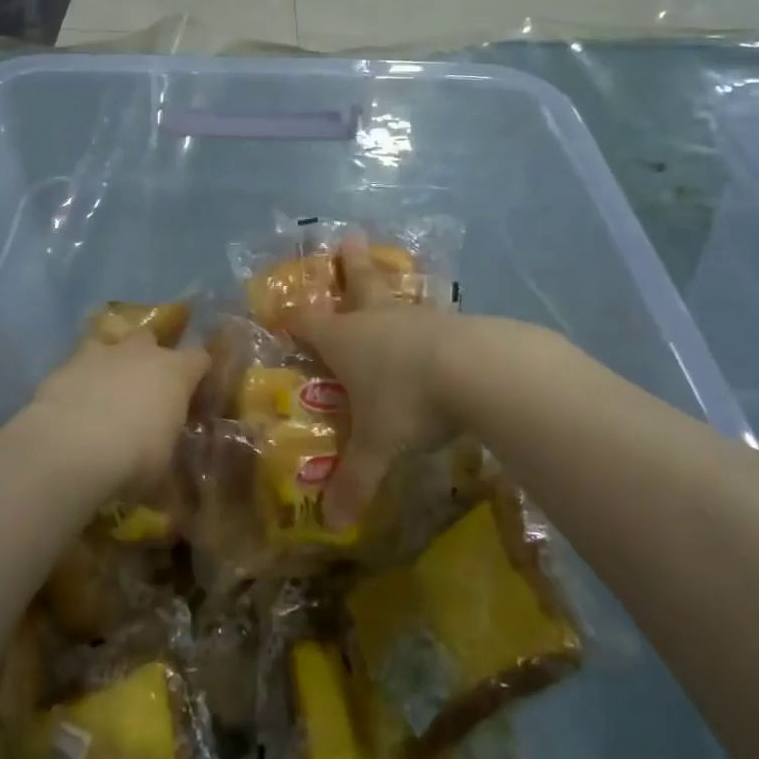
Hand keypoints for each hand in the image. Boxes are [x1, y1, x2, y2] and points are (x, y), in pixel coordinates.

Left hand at [25, 332, 209, 500]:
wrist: (72, 447)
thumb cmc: (134, 457)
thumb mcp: (163, 462)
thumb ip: (167, 445)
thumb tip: (165, 452)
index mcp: (175, 372)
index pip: (199, 358)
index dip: (197, 372)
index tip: (194, 393)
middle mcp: (141, 352)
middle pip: (151, 338)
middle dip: (149, 356)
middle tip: (144, 386)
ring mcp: (101, 353)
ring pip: (111, 343)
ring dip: (111, 361)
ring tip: (105, 388)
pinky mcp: (65, 363)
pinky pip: (78, 364)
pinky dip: (79, 378)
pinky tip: (73, 402)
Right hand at [287, 235, 460, 526]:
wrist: (477, 371)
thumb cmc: (407, 400)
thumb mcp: (377, 446)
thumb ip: (355, 481)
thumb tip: (333, 523)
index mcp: (345, 340)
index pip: (307, 324)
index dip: (292, 318)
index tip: (280, 309)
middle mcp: (376, 321)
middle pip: (357, 285)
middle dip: (350, 264)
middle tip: (349, 235)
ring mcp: (417, 318)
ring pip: (396, 298)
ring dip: (389, 287)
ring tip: (390, 274)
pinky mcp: (454, 324)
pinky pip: (433, 319)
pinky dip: (428, 322)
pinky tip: (439, 330)